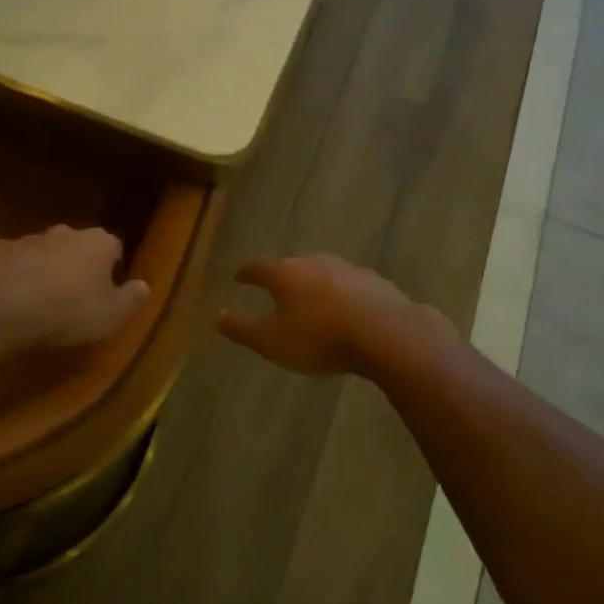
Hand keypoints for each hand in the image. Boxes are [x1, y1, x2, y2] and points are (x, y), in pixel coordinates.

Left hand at [0, 225, 150, 347]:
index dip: (112, 270)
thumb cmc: (68, 310)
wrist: (3, 305)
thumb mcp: (112, 315)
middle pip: (79, 246)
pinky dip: (16, 273)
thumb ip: (132, 299)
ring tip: (42, 300)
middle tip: (76, 297)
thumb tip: (144, 285)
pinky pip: (14, 261)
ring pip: (45, 251)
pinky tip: (12, 297)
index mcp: (99, 243)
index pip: (115, 248)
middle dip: (79, 265)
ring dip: (47, 268)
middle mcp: (66, 232)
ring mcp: (30, 238)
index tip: (108, 292)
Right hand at [217, 254, 432, 377]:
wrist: (386, 333)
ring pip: (324, 273)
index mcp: (285, 273)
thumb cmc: (320, 338)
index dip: (246, 273)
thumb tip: (217, 314)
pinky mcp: (376, 282)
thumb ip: (243, 328)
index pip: (258, 267)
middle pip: (293, 266)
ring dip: (315, 285)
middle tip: (276, 289)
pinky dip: (343, 295)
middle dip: (283, 277)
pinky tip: (348, 310)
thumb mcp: (272, 341)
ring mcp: (348, 269)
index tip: (239, 277)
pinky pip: (351, 286)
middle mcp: (315, 262)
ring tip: (312, 301)